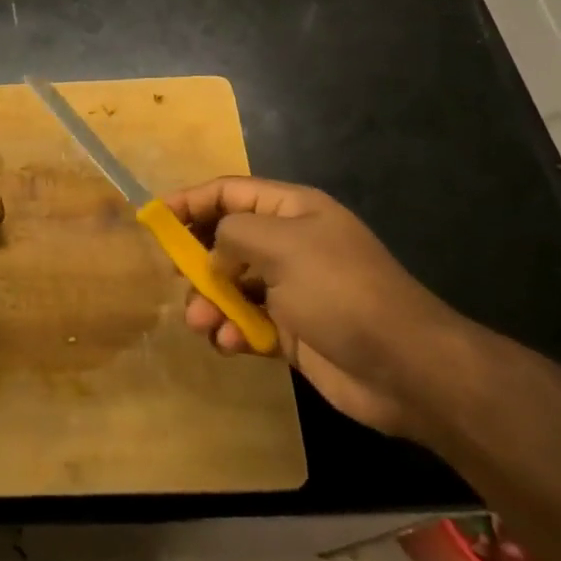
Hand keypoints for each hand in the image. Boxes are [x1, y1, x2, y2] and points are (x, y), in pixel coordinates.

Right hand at [164, 178, 466, 436]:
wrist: (406, 367)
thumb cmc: (340, 290)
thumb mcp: (282, 245)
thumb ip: (233, 235)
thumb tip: (214, 253)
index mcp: (291, 210)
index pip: (229, 193)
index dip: (191, 200)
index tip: (154, 218)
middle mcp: (289, 244)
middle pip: (226, 239)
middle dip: (197, 258)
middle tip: (176, 276)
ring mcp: (291, 289)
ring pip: (232, 285)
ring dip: (210, 302)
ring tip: (200, 322)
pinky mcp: (292, 331)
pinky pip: (248, 322)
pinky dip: (233, 331)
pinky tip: (230, 344)